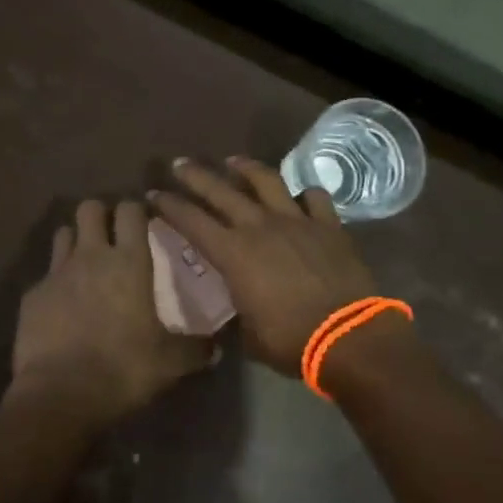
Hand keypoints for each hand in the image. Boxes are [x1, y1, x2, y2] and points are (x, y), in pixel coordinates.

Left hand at [10, 198, 214, 426]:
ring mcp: (57, 273)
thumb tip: (215, 348)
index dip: (136, 210)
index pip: (130, 211)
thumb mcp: (170, 363)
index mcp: (129, 263)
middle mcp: (91, 257)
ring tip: (86, 263)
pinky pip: (46, 275)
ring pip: (63, 233)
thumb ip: (195, 349)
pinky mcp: (32, 295)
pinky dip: (55, 283)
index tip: (143, 221)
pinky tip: (62, 306)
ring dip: (75, 241)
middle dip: (100, 214)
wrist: (59, 393)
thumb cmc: (123, 368)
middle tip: (112, 235)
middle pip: (89, 208)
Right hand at [150, 157, 380, 376]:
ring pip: (266, 181)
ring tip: (233, 161)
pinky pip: (314, 197)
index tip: (154, 194)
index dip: (169, 206)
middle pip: (221, 191)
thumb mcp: (249, 334)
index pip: (191, 221)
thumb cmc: (291, 341)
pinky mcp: (328, 225)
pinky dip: (303, 194)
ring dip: (246, 168)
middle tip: (180, 163)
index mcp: (233, 254)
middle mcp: (260, 227)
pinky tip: (298, 196)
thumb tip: (236, 310)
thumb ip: (238, 312)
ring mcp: (296, 221)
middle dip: (196, 175)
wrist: (349, 337)